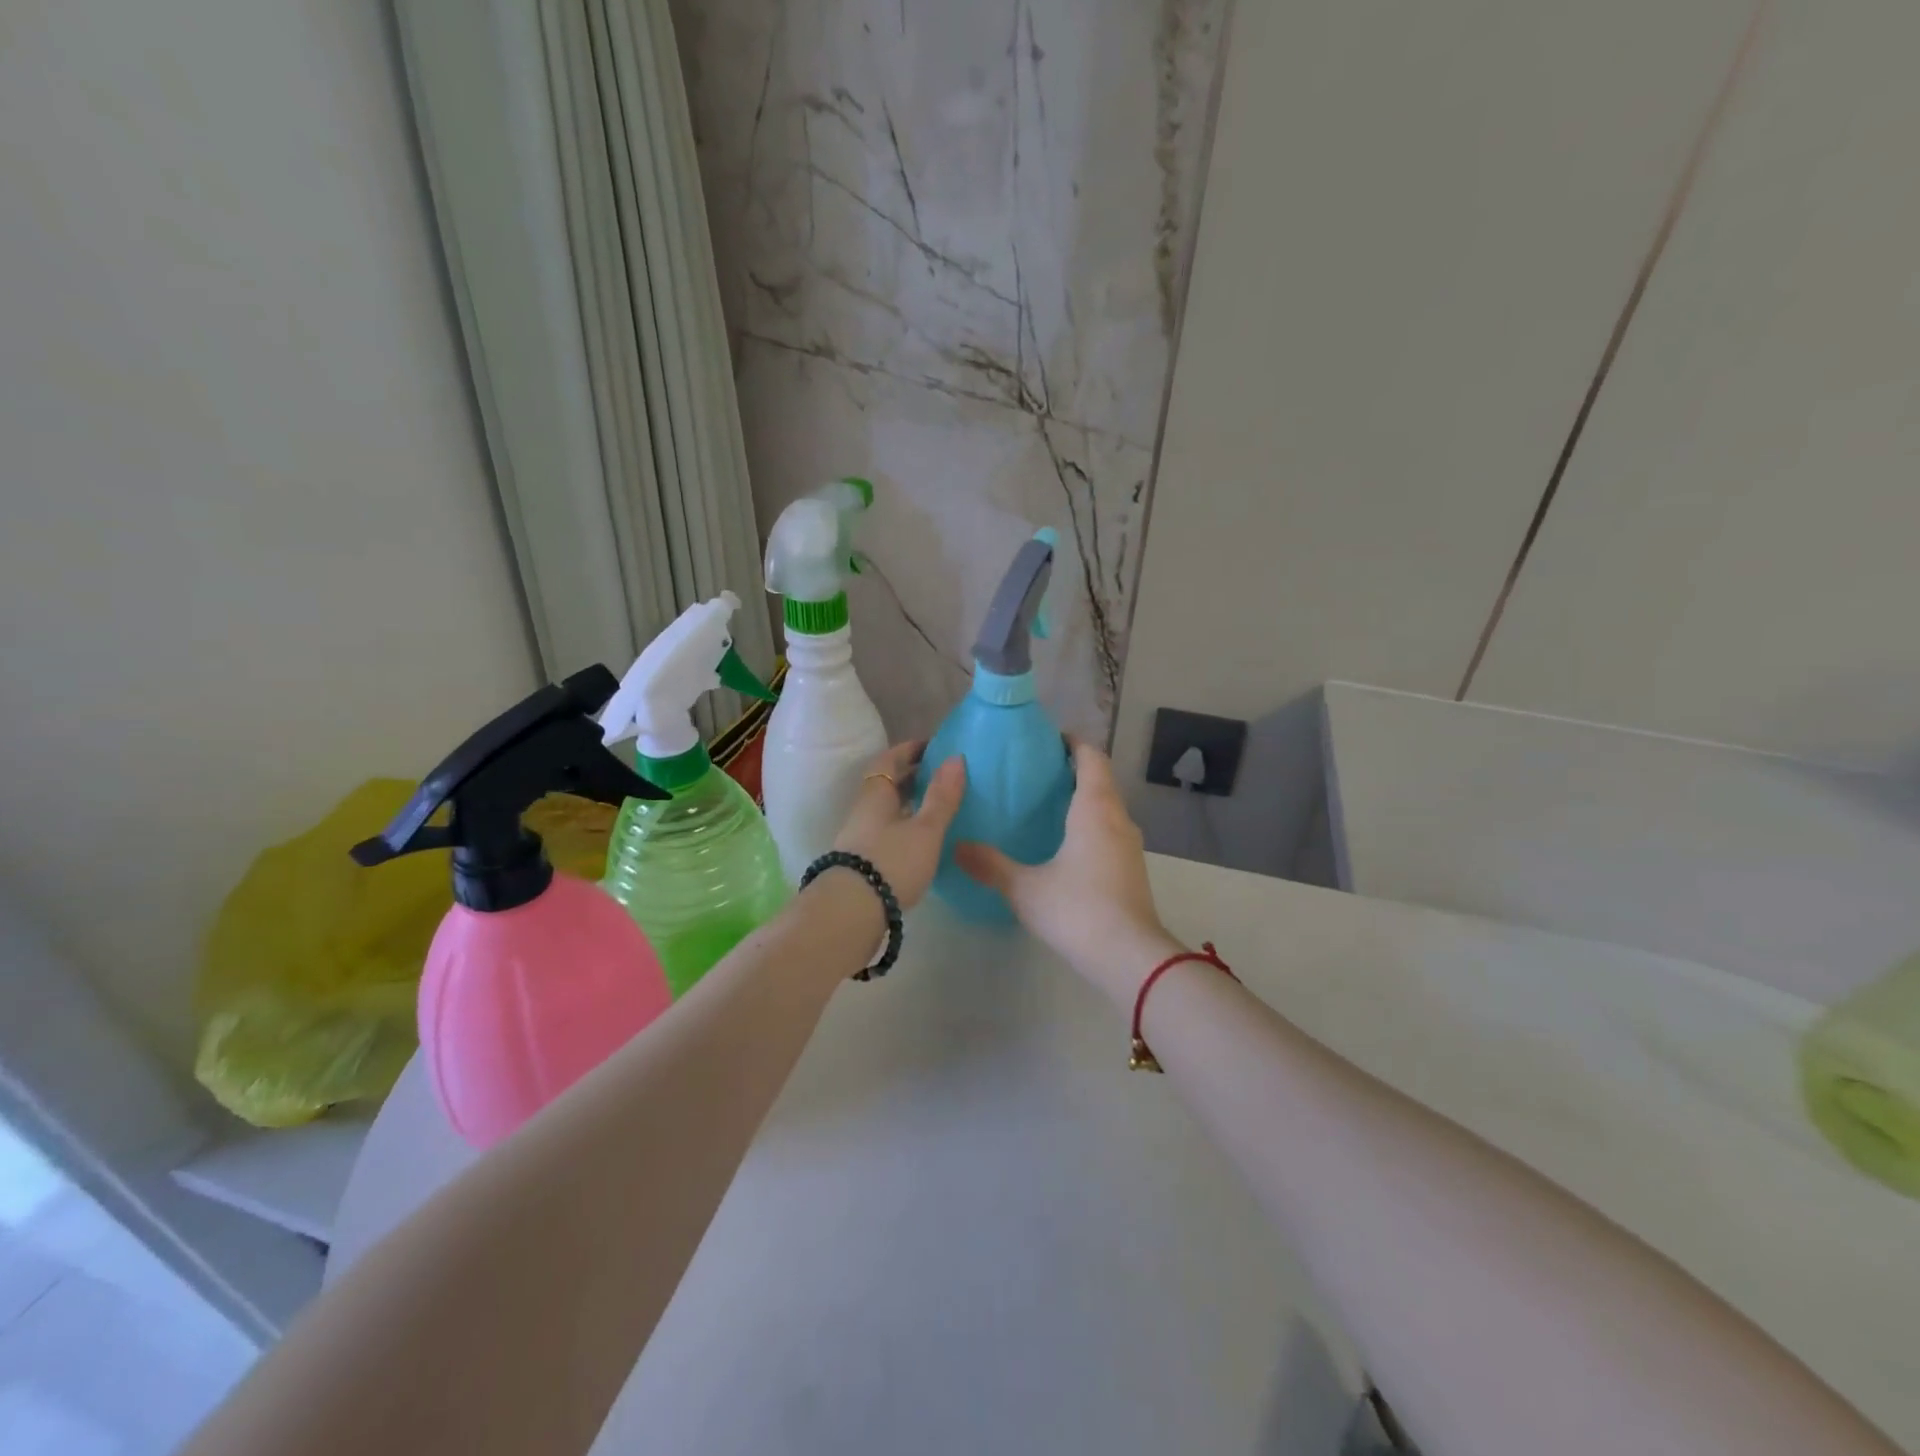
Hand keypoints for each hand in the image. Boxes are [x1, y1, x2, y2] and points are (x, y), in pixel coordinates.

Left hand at [830, 741, 965, 909]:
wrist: (850, 912)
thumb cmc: (891, 861)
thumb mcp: (925, 829)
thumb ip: (942, 796)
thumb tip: (956, 757)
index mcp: (876, 793)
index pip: (890, 759)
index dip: (911, 749)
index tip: (934, 746)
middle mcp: (864, 810)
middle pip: (887, 784)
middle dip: (913, 776)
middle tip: (943, 776)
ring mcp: (860, 837)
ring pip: (887, 810)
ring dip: (910, 804)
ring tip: (938, 807)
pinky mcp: (863, 861)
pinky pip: (887, 832)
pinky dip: (906, 827)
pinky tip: (923, 840)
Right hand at [955, 739, 1180, 1005]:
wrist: (1129, 956)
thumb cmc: (1076, 909)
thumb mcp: (1024, 888)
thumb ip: (990, 865)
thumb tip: (956, 847)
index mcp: (1094, 808)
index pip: (1091, 757)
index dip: (1072, 743)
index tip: (1048, 740)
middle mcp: (1117, 818)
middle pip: (1100, 779)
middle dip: (1074, 769)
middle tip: (1037, 773)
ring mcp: (1130, 845)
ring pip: (1108, 807)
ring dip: (1084, 798)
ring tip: (1048, 805)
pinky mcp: (1132, 869)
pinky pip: (1110, 830)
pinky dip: (1091, 824)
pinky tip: (1066, 844)